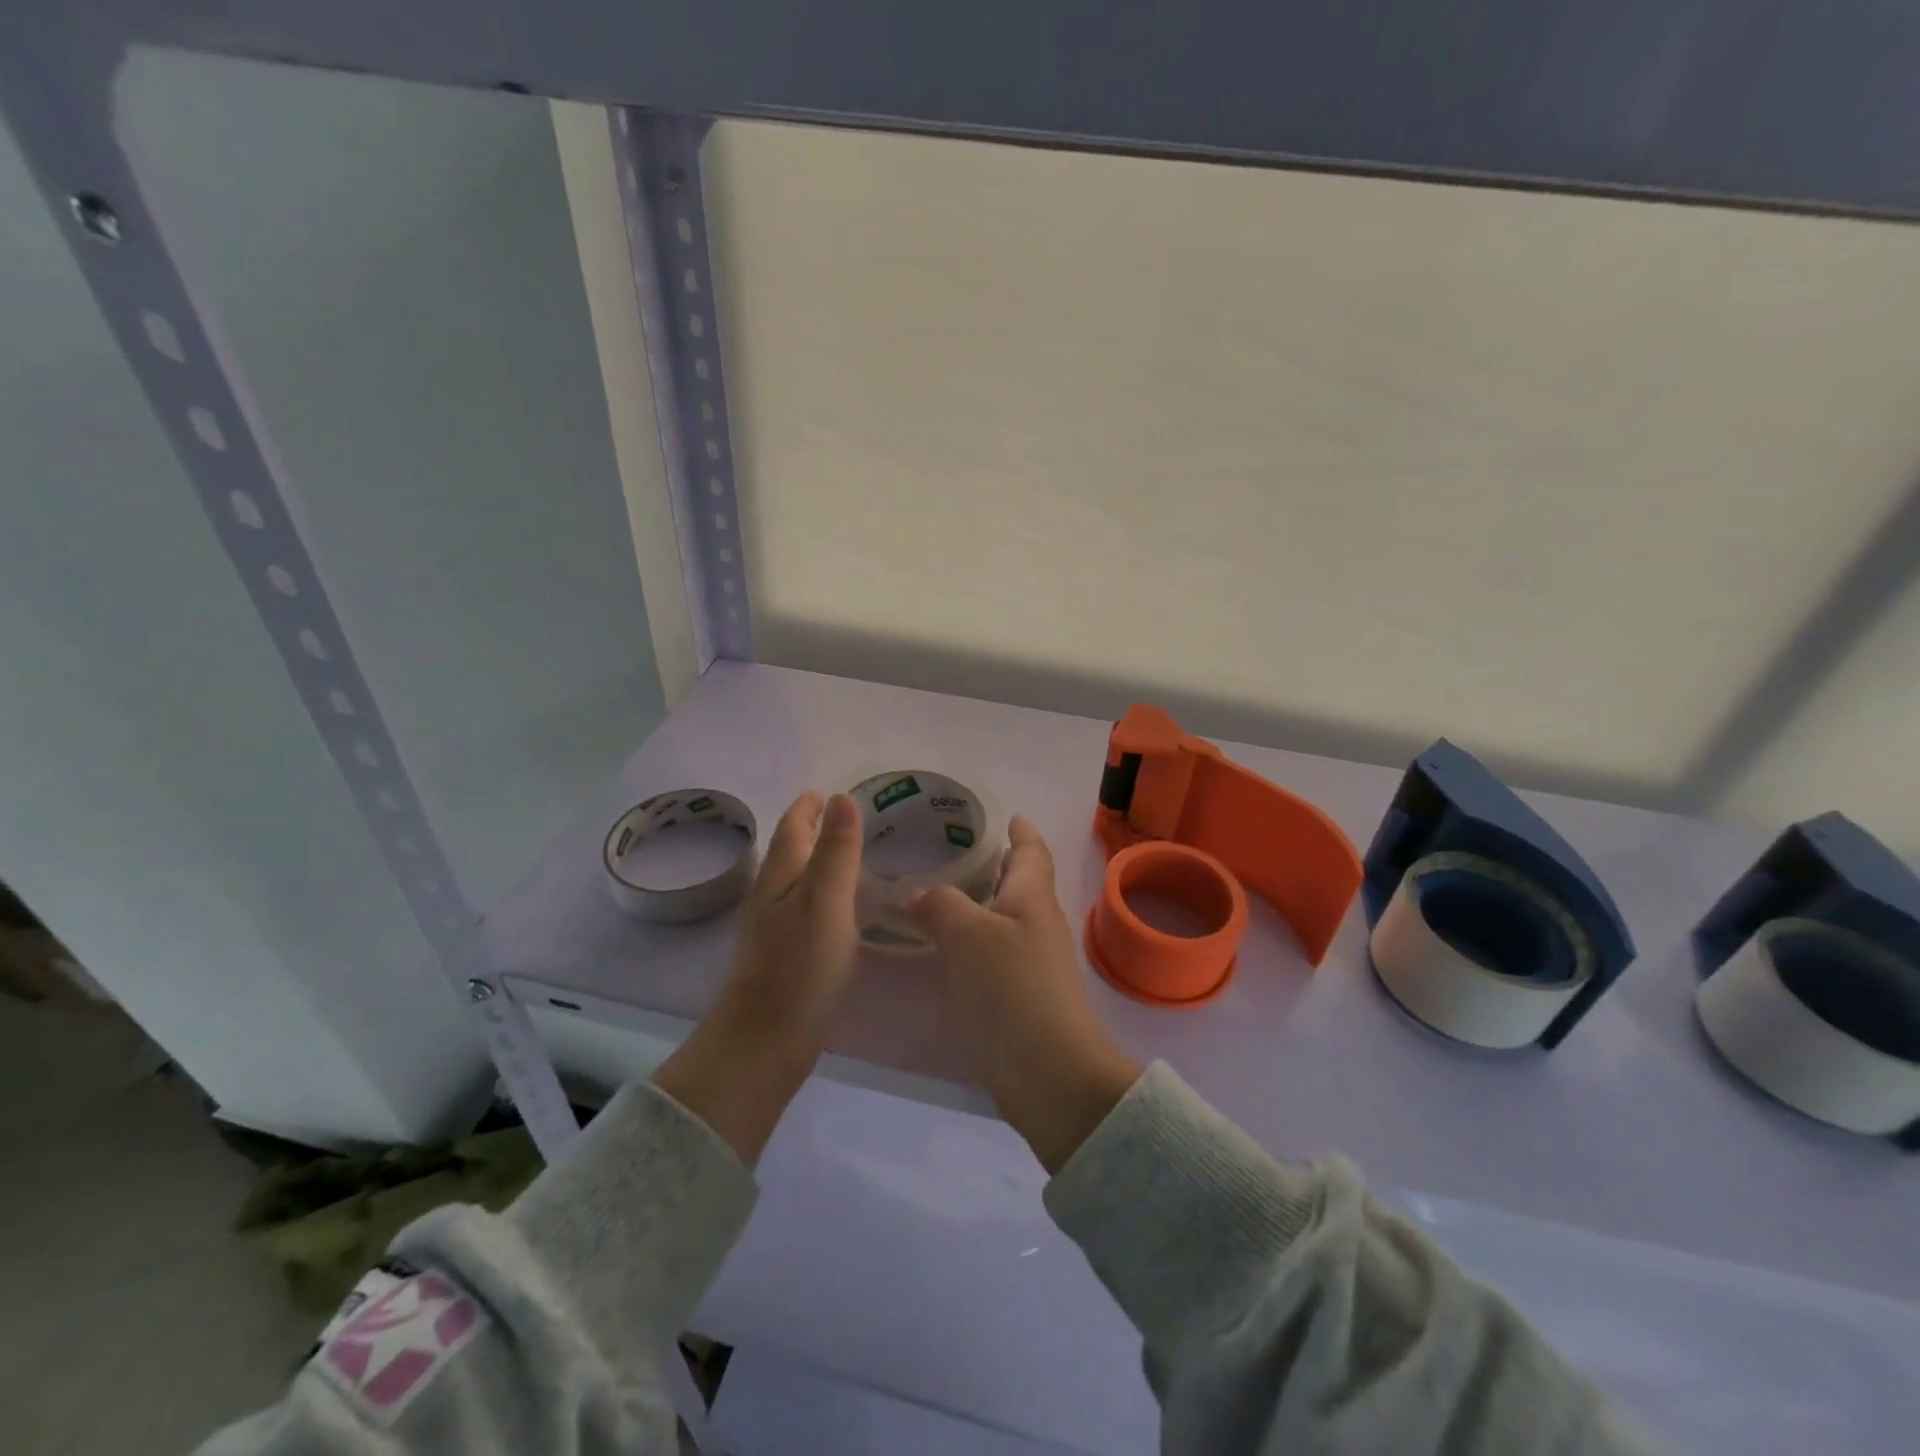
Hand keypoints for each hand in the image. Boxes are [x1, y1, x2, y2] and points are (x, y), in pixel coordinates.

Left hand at [652, 791, 861, 1165]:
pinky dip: (819, 894)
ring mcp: (772, 930)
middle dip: (812, 829)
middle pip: (789, 852)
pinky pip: (802, 910)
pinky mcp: (781, 959)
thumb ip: (837, 852)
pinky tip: (837, 911)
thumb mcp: (826, 903)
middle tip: (845, 817)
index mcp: (780, 878)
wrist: (761, 1045)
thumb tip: (842, 798)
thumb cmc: (798, 969)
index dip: (808, 807)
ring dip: (815, 861)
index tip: (827, 791)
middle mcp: (770, 897)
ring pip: (794, 881)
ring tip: (845, 855)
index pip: (792, 828)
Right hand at [911, 817, 1141, 1173]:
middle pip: (1020, 883)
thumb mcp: (968, 935)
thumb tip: (922, 896)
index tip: (1007, 814)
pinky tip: (945, 948)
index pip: (1031, 850)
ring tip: (938, 894)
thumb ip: (941, 905)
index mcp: (1033, 897)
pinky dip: (973, 940)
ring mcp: (1034, 962)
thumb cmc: (1013, 988)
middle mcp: (1038, 923)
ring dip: (980, 903)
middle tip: (952, 850)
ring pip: (1005, 918)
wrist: (1049, 1073)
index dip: (1021, 830)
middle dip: (995, 863)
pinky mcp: (1022, 996)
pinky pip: (996, 953)